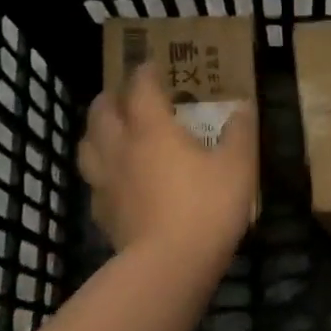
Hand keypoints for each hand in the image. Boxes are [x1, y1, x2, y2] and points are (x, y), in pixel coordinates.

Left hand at [78, 65, 257, 262]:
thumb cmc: (206, 207)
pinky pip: (94, 181)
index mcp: (152, 129)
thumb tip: (243, 108)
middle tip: (125, 94)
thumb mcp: (238, 167)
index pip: (140, 87)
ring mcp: (106, 181)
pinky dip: (101, 170)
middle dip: (112, 96)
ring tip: (109, 130)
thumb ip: (240, 133)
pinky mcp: (102, 212)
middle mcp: (121, 147)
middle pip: (102, 111)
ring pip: (87, 145)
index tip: (152, 65)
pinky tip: (114, 179)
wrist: (169, 265)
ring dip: (96, 130)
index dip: (144, 72)